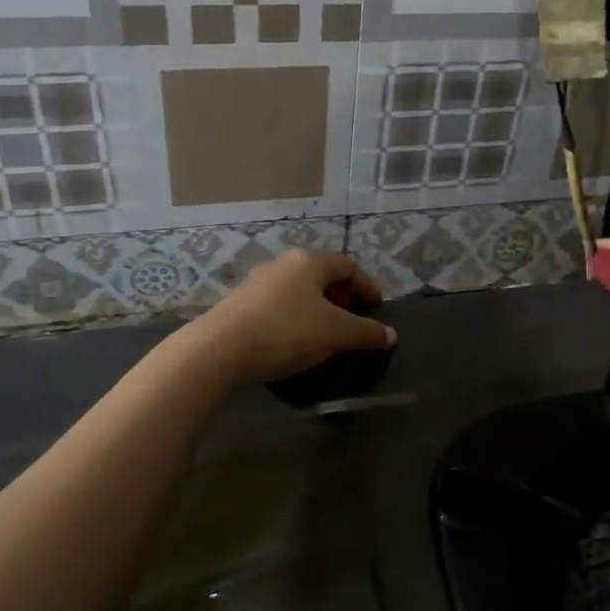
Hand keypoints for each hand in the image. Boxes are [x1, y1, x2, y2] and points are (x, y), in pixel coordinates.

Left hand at [189, 250, 395, 384]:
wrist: (220, 349)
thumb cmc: (287, 332)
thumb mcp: (335, 334)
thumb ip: (365, 332)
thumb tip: (390, 334)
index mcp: (309, 261)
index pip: (348, 266)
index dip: (367, 285)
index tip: (377, 308)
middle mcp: (283, 263)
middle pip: (321, 275)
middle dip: (341, 296)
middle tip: (353, 320)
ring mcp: (257, 282)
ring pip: (298, 290)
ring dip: (317, 307)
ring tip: (326, 333)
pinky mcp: (239, 303)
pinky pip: (278, 304)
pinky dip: (295, 317)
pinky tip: (294, 340)